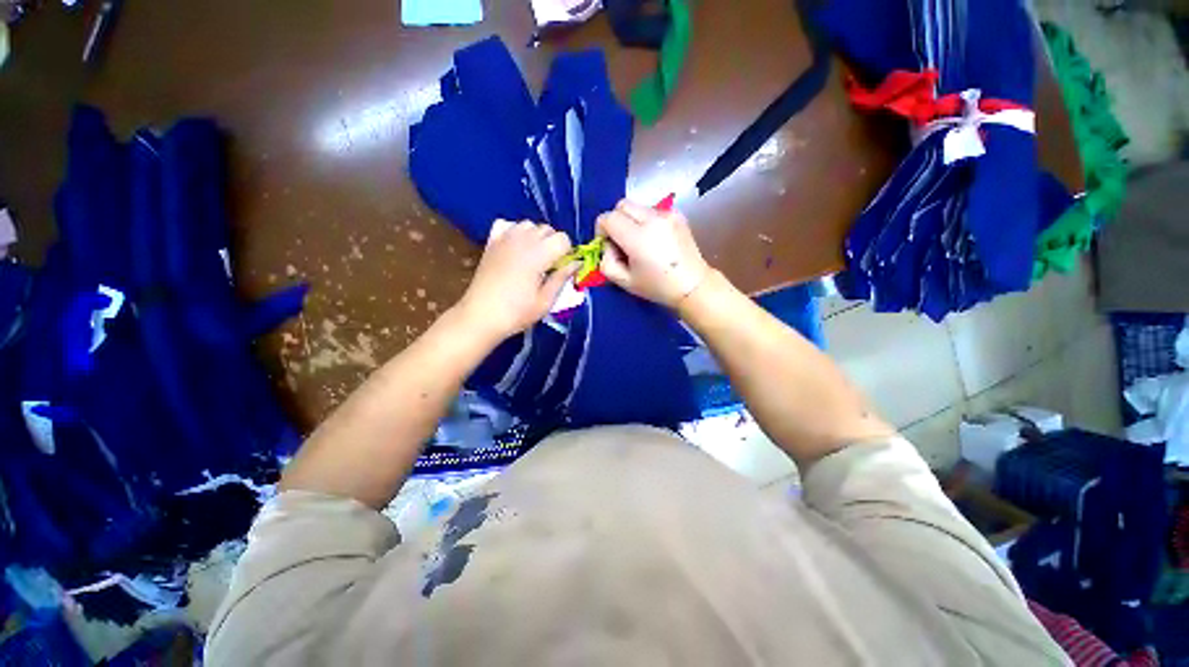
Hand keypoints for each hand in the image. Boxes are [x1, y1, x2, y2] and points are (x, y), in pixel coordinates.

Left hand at [455, 220, 576, 341]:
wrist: (480, 316)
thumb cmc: (516, 313)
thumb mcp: (545, 301)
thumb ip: (562, 278)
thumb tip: (576, 263)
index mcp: (538, 255)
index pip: (563, 239)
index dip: (567, 253)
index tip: (562, 269)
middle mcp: (522, 240)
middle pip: (547, 229)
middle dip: (554, 244)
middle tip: (550, 266)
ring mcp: (504, 239)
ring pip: (529, 225)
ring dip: (537, 237)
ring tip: (534, 257)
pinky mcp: (492, 243)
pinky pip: (509, 226)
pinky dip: (517, 233)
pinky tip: (517, 250)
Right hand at [596, 199, 711, 307]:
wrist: (693, 285)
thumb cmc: (658, 287)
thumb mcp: (624, 282)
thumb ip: (606, 262)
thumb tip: (607, 245)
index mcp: (638, 238)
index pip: (608, 218)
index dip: (601, 230)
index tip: (607, 245)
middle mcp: (653, 219)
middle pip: (621, 205)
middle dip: (615, 221)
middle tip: (620, 242)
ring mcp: (667, 214)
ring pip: (637, 207)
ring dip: (631, 221)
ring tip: (639, 243)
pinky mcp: (677, 214)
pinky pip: (652, 211)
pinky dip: (646, 221)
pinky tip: (654, 240)